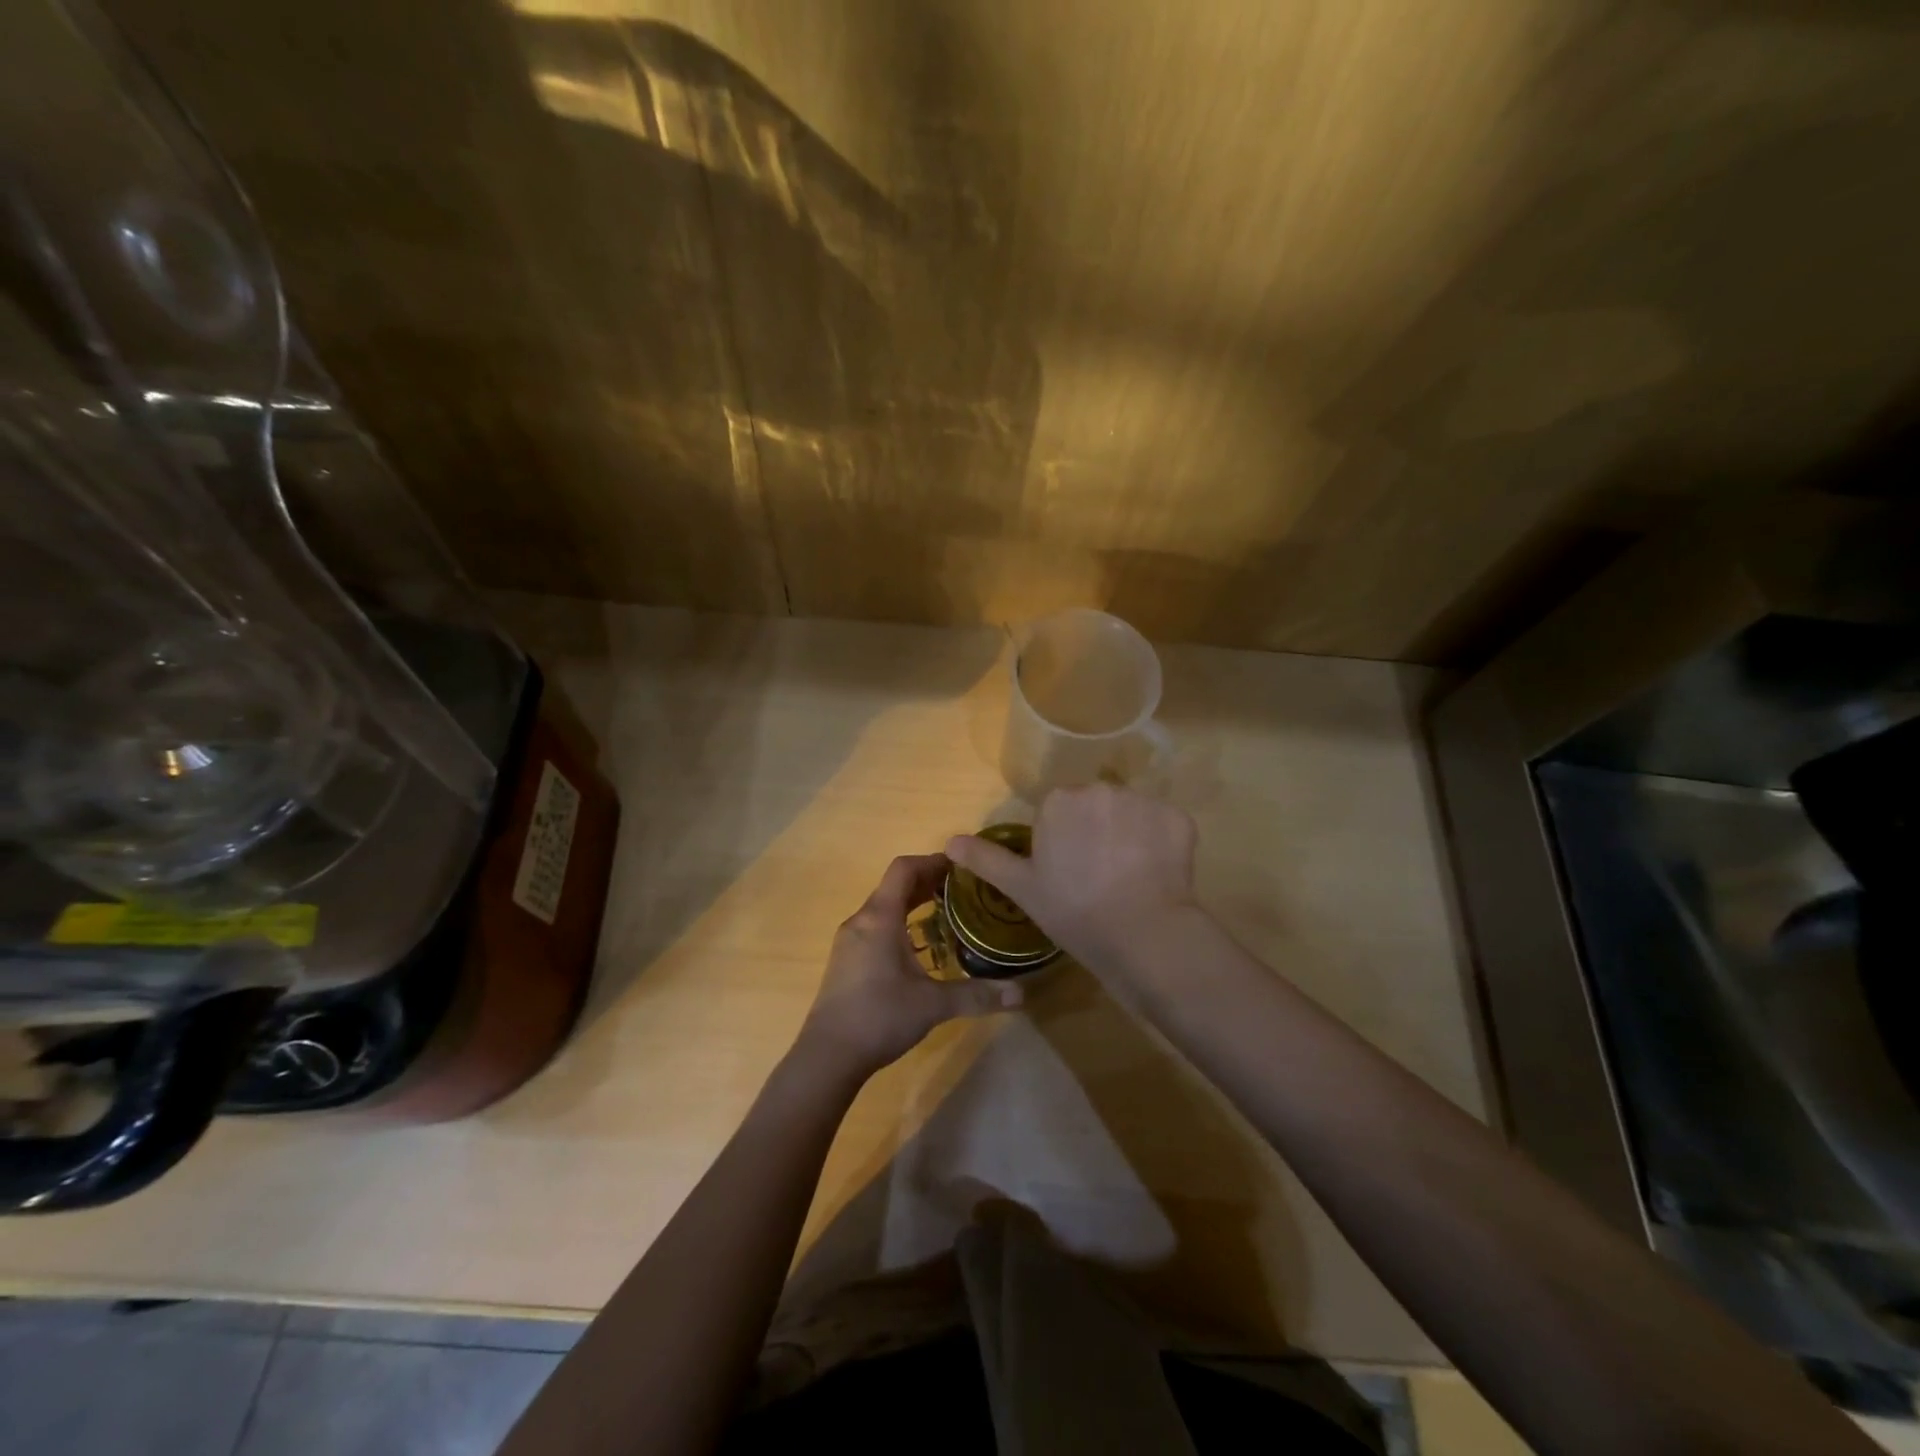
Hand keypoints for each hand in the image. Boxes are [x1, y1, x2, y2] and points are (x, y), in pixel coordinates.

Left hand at [798, 853, 1024, 1078]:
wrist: (827, 1056)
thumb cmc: (879, 1017)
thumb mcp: (933, 1005)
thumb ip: (977, 995)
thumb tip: (1022, 993)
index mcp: (880, 918)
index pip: (904, 869)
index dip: (932, 861)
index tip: (962, 866)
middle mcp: (861, 921)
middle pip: (894, 886)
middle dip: (928, 882)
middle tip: (964, 890)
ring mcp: (850, 941)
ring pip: (884, 907)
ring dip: (913, 904)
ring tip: (947, 915)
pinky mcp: (846, 961)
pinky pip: (876, 927)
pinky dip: (900, 924)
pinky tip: (920, 950)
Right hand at [946, 785, 1201, 982]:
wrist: (1142, 935)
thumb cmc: (1073, 911)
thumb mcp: (1022, 888)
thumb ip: (986, 859)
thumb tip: (949, 841)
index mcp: (1060, 801)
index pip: (1060, 811)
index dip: (1064, 841)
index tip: (1069, 872)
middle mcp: (1101, 789)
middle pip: (1096, 807)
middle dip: (1096, 832)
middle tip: (1098, 876)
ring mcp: (1143, 802)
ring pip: (1130, 814)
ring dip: (1129, 836)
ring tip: (1129, 879)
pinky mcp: (1178, 819)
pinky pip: (1163, 827)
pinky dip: (1161, 845)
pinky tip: (1156, 877)